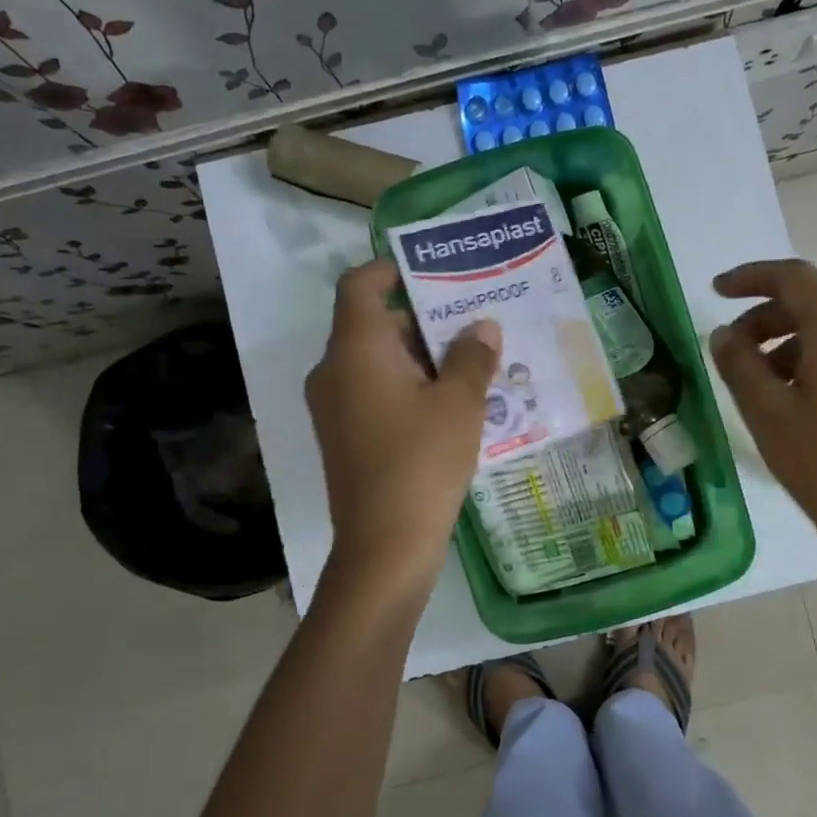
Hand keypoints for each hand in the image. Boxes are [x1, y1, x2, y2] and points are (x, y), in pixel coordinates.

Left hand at [306, 258, 501, 583]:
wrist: (384, 546)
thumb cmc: (422, 463)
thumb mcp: (459, 405)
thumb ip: (471, 357)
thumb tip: (482, 327)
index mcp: (355, 350)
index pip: (360, 285)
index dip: (392, 270)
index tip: (434, 273)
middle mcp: (334, 371)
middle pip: (372, 324)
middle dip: (422, 318)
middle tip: (472, 321)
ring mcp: (334, 407)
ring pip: (376, 361)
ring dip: (419, 356)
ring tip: (471, 362)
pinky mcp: (344, 436)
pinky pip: (374, 392)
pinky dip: (407, 386)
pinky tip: (451, 404)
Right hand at [708, 259, 816, 565]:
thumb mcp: (767, 413)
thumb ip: (739, 363)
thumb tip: (724, 333)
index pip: (794, 279)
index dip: (750, 278)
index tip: (716, 291)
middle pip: (814, 306)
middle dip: (766, 320)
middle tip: (732, 352)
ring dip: (790, 345)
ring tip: (761, 385)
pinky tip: (798, 399)